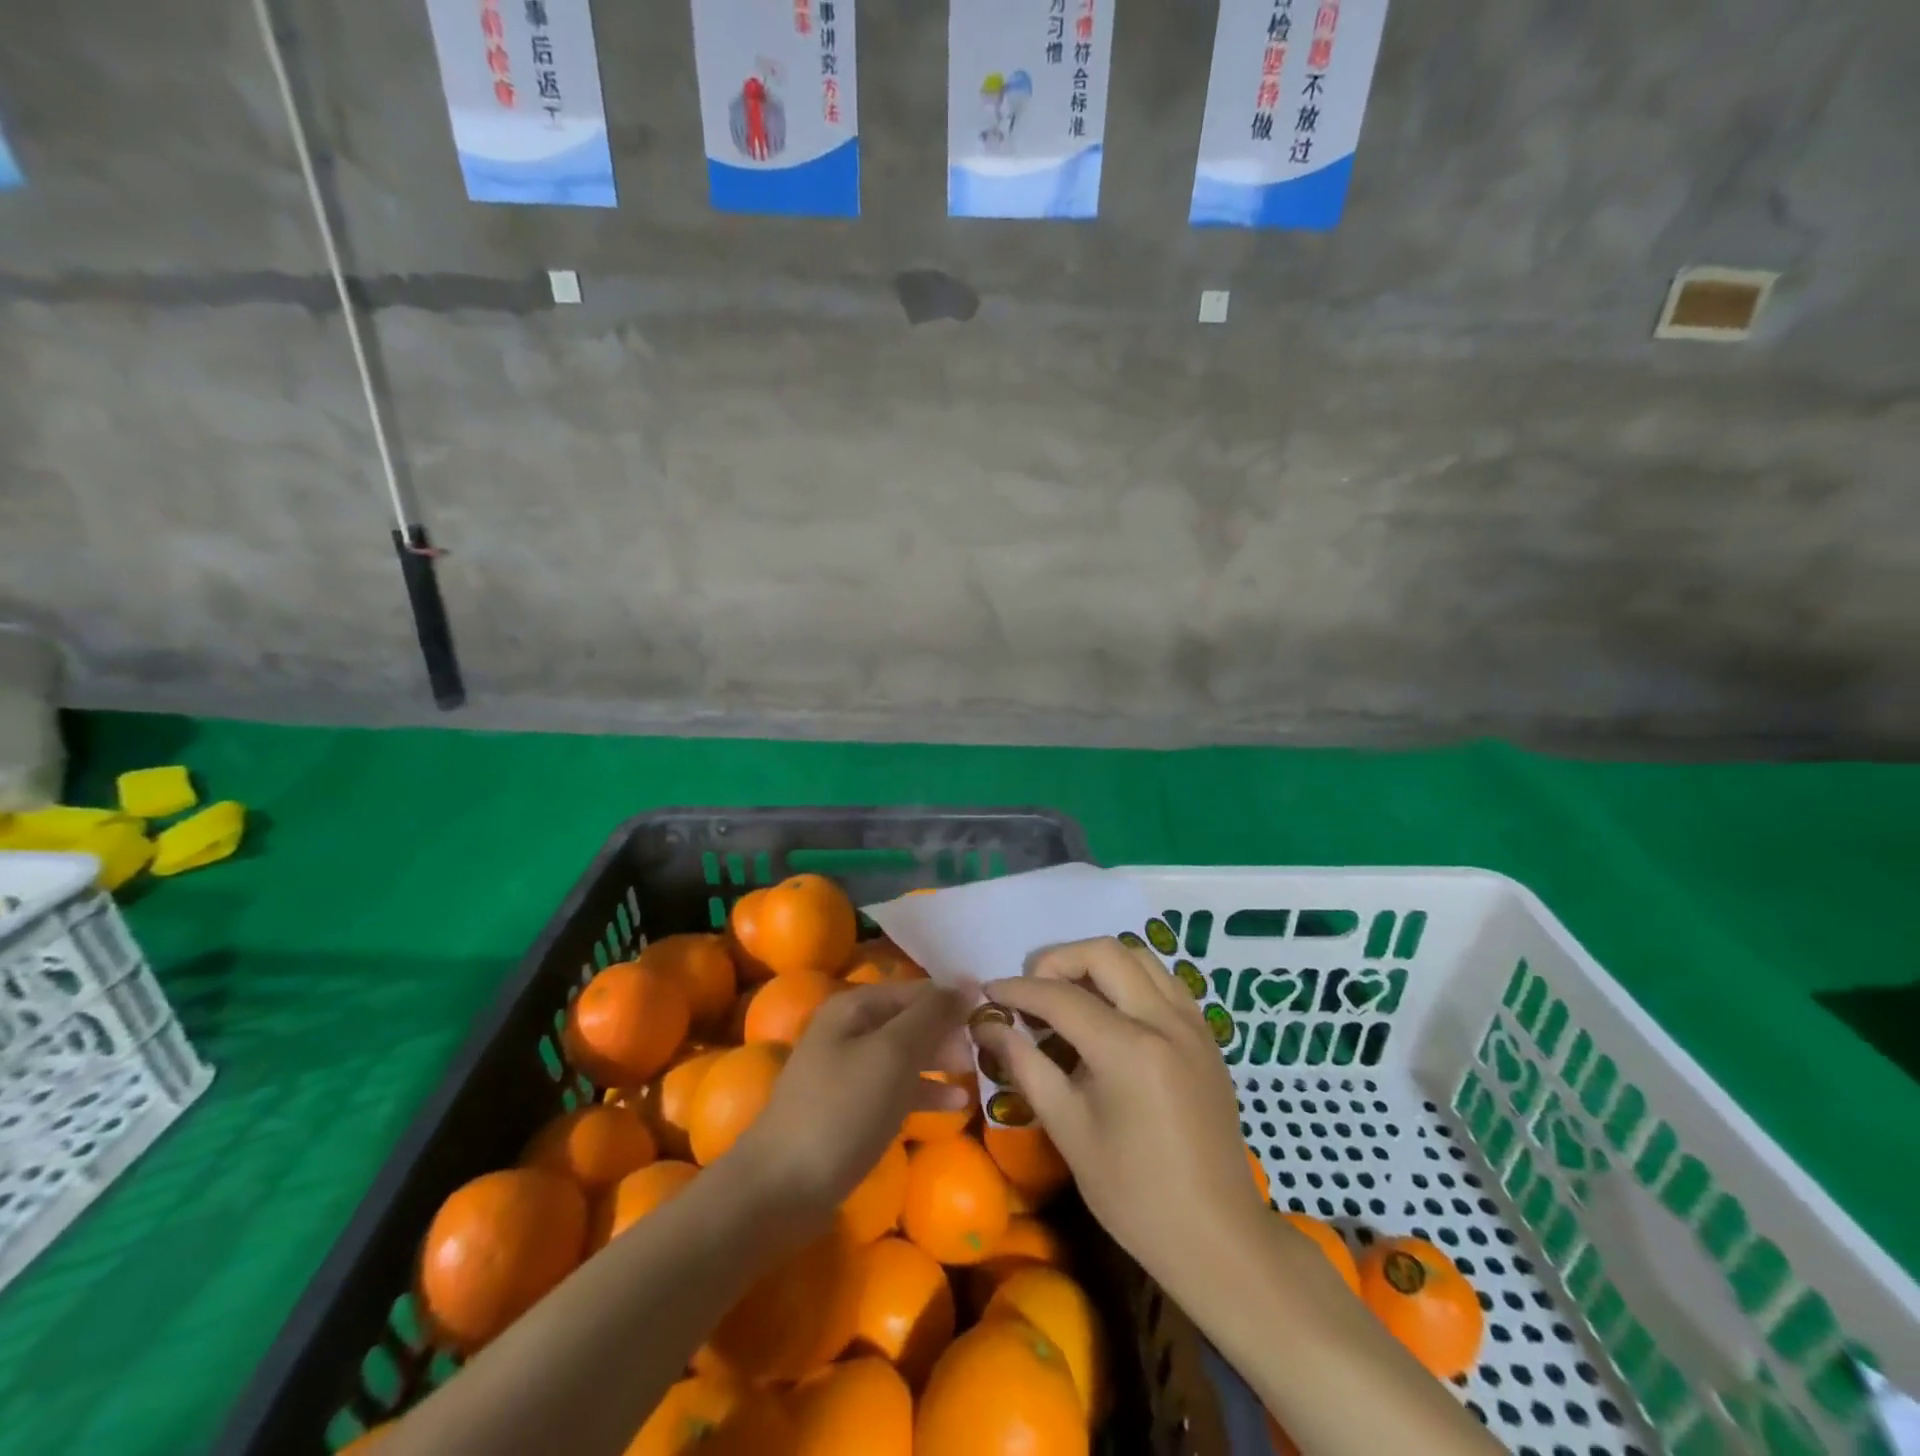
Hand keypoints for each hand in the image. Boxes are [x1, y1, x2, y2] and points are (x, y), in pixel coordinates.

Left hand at [731, 981, 973, 1223]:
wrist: (781, 1188)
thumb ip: (931, 1015)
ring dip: (941, 1060)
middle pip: (910, 1019)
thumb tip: (966, 982)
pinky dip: (924, 1090)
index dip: (954, 1001)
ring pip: (905, 1054)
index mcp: (855, 1006)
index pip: (917, 990)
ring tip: (980, 1072)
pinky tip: (956, 1103)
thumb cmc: (842, 1110)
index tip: (994, 1018)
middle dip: (949, 1031)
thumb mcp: (892, 1054)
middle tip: (989, 1049)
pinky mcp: (849, 1108)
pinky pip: (895, 1087)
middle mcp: (849, 1029)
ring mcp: (847, 1070)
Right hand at [974, 937, 1261, 1292]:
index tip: (990, 992)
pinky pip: (1164, 981)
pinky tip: (1112, 1013)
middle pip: (1104, 953)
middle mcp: (1165, 1020)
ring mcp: (1192, 1024)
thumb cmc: (1133, 1195)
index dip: (1018, 990)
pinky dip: (1130, 980)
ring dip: (1097, 963)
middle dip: (1058, 960)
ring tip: (1069, 995)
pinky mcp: (1206, 1036)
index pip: (1061, 996)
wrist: (1216, 1237)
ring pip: (1140, 957)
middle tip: (1031, 990)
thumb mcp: (1069, 1130)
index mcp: (1129, 1049)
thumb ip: (1027, 1066)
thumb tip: (989, 1027)